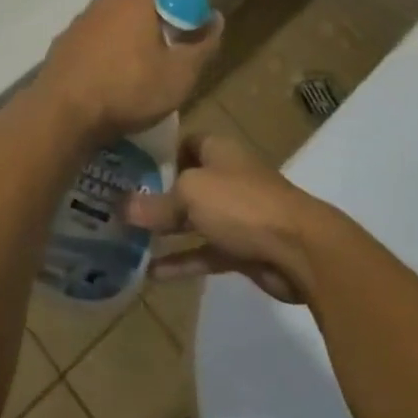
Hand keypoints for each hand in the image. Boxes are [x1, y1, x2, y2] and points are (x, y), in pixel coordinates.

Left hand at [34, 0, 221, 141]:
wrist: (63, 113)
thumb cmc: (129, 89)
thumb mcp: (180, 74)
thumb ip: (202, 44)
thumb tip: (215, 18)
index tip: (188, 25)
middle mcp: (104, 1)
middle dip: (154, 18)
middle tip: (168, 47)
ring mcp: (80, 21)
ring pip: (112, 19)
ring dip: (127, 34)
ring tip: (139, 66)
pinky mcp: (63, 43)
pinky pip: (92, 38)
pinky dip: (104, 50)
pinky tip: (109, 77)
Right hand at [126, 133, 320, 302]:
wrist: (299, 249)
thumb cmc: (241, 203)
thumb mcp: (190, 195)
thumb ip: (156, 204)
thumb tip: (120, 208)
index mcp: (218, 149)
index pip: (182, 142)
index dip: (156, 153)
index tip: (126, 167)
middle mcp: (226, 176)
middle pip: (185, 182)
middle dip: (155, 196)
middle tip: (118, 206)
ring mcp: (236, 214)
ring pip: (193, 220)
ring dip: (166, 232)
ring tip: (128, 240)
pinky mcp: (242, 249)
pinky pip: (204, 252)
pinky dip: (182, 262)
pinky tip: (152, 275)